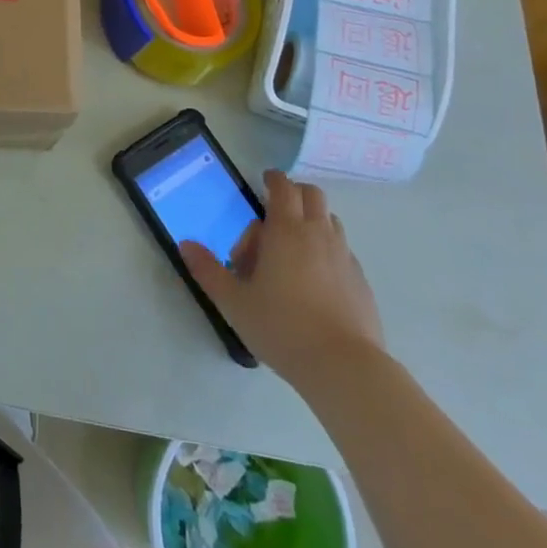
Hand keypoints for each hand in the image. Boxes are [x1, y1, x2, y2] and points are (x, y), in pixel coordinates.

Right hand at [181, 170, 383, 389]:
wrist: (344, 368)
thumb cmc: (283, 328)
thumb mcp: (234, 302)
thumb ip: (208, 271)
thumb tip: (185, 245)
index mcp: (286, 230)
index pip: (283, 186)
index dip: (273, 179)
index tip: (264, 182)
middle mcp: (318, 234)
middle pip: (312, 195)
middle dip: (294, 194)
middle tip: (274, 215)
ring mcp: (344, 256)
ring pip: (330, 221)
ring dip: (312, 222)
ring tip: (293, 250)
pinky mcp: (361, 281)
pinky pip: (342, 251)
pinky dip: (327, 251)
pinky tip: (316, 282)